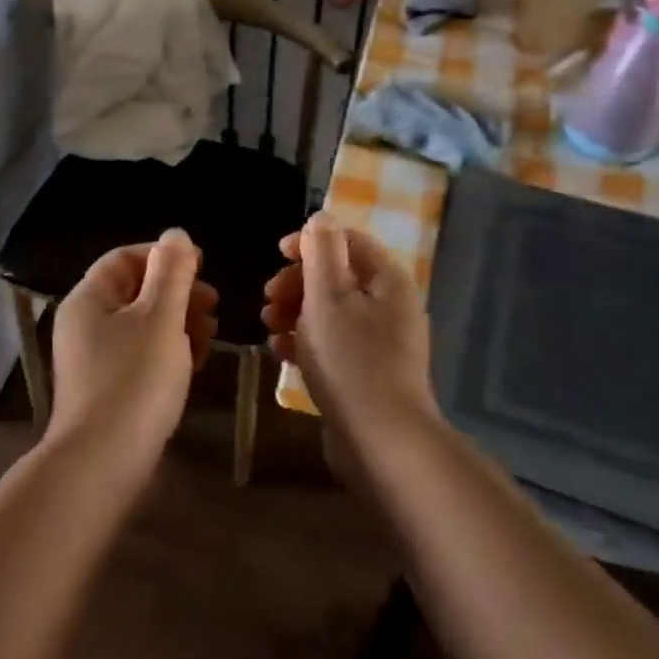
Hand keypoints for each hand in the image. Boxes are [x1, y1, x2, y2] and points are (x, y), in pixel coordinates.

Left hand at [49, 229, 217, 467]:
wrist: (103, 464)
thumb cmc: (134, 381)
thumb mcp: (160, 319)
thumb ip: (172, 273)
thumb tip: (176, 233)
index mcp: (89, 299)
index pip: (125, 258)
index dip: (164, 256)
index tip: (202, 266)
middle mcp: (85, 324)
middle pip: (136, 291)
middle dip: (178, 292)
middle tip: (213, 304)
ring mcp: (94, 359)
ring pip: (142, 324)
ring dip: (178, 322)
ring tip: (209, 335)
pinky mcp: (108, 388)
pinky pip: (140, 355)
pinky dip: (168, 351)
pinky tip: (194, 363)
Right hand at [261, 216, 437, 446]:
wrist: (382, 442)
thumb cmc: (351, 361)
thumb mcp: (328, 297)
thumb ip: (321, 252)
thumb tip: (321, 217)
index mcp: (387, 280)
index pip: (348, 240)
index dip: (310, 241)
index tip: (277, 254)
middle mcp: (390, 305)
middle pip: (336, 276)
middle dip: (297, 282)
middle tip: (268, 299)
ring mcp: (381, 341)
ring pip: (330, 311)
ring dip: (296, 312)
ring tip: (269, 327)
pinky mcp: (368, 371)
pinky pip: (333, 342)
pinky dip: (306, 341)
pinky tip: (281, 353)